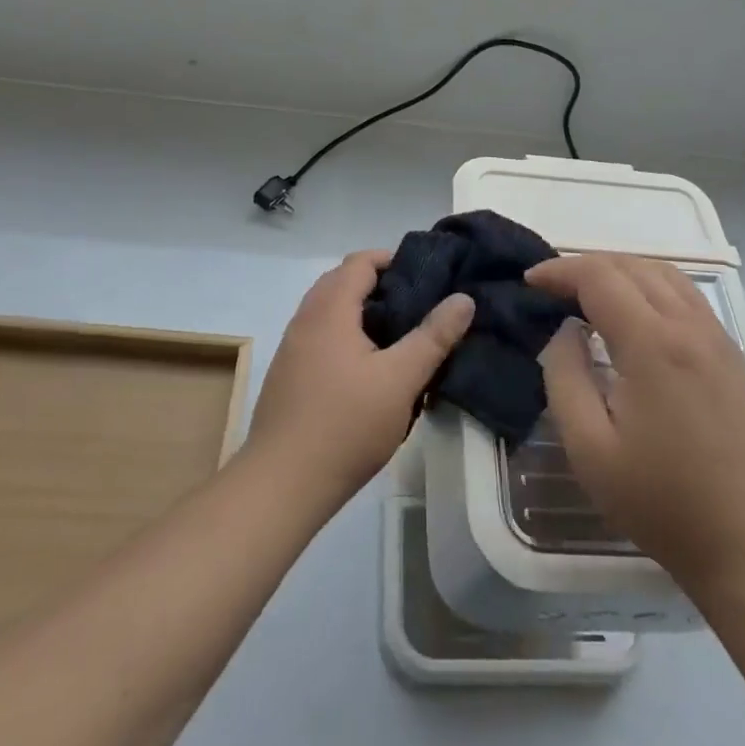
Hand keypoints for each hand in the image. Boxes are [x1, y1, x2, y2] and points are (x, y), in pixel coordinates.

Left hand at [246, 251, 473, 516]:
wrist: (281, 485)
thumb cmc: (345, 426)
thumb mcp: (400, 380)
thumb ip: (433, 337)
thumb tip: (463, 298)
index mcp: (330, 309)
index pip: (360, 261)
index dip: (393, 260)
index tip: (426, 278)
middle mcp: (305, 318)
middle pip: (342, 282)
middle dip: (379, 286)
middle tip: (416, 306)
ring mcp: (291, 348)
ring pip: (329, 311)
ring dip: (361, 313)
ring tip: (398, 338)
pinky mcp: (287, 375)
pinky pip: (320, 337)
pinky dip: (345, 336)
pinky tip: (368, 371)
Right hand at [527, 253, 744, 594]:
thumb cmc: (663, 502)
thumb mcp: (589, 449)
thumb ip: (565, 377)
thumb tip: (566, 331)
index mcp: (653, 343)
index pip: (600, 276)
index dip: (560, 270)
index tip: (530, 283)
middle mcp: (690, 326)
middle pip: (633, 265)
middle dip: (586, 266)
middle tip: (553, 289)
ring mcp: (719, 339)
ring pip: (665, 275)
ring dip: (621, 271)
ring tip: (590, 295)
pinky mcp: (735, 357)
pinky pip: (687, 298)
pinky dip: (651, 287)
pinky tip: (636, 318)